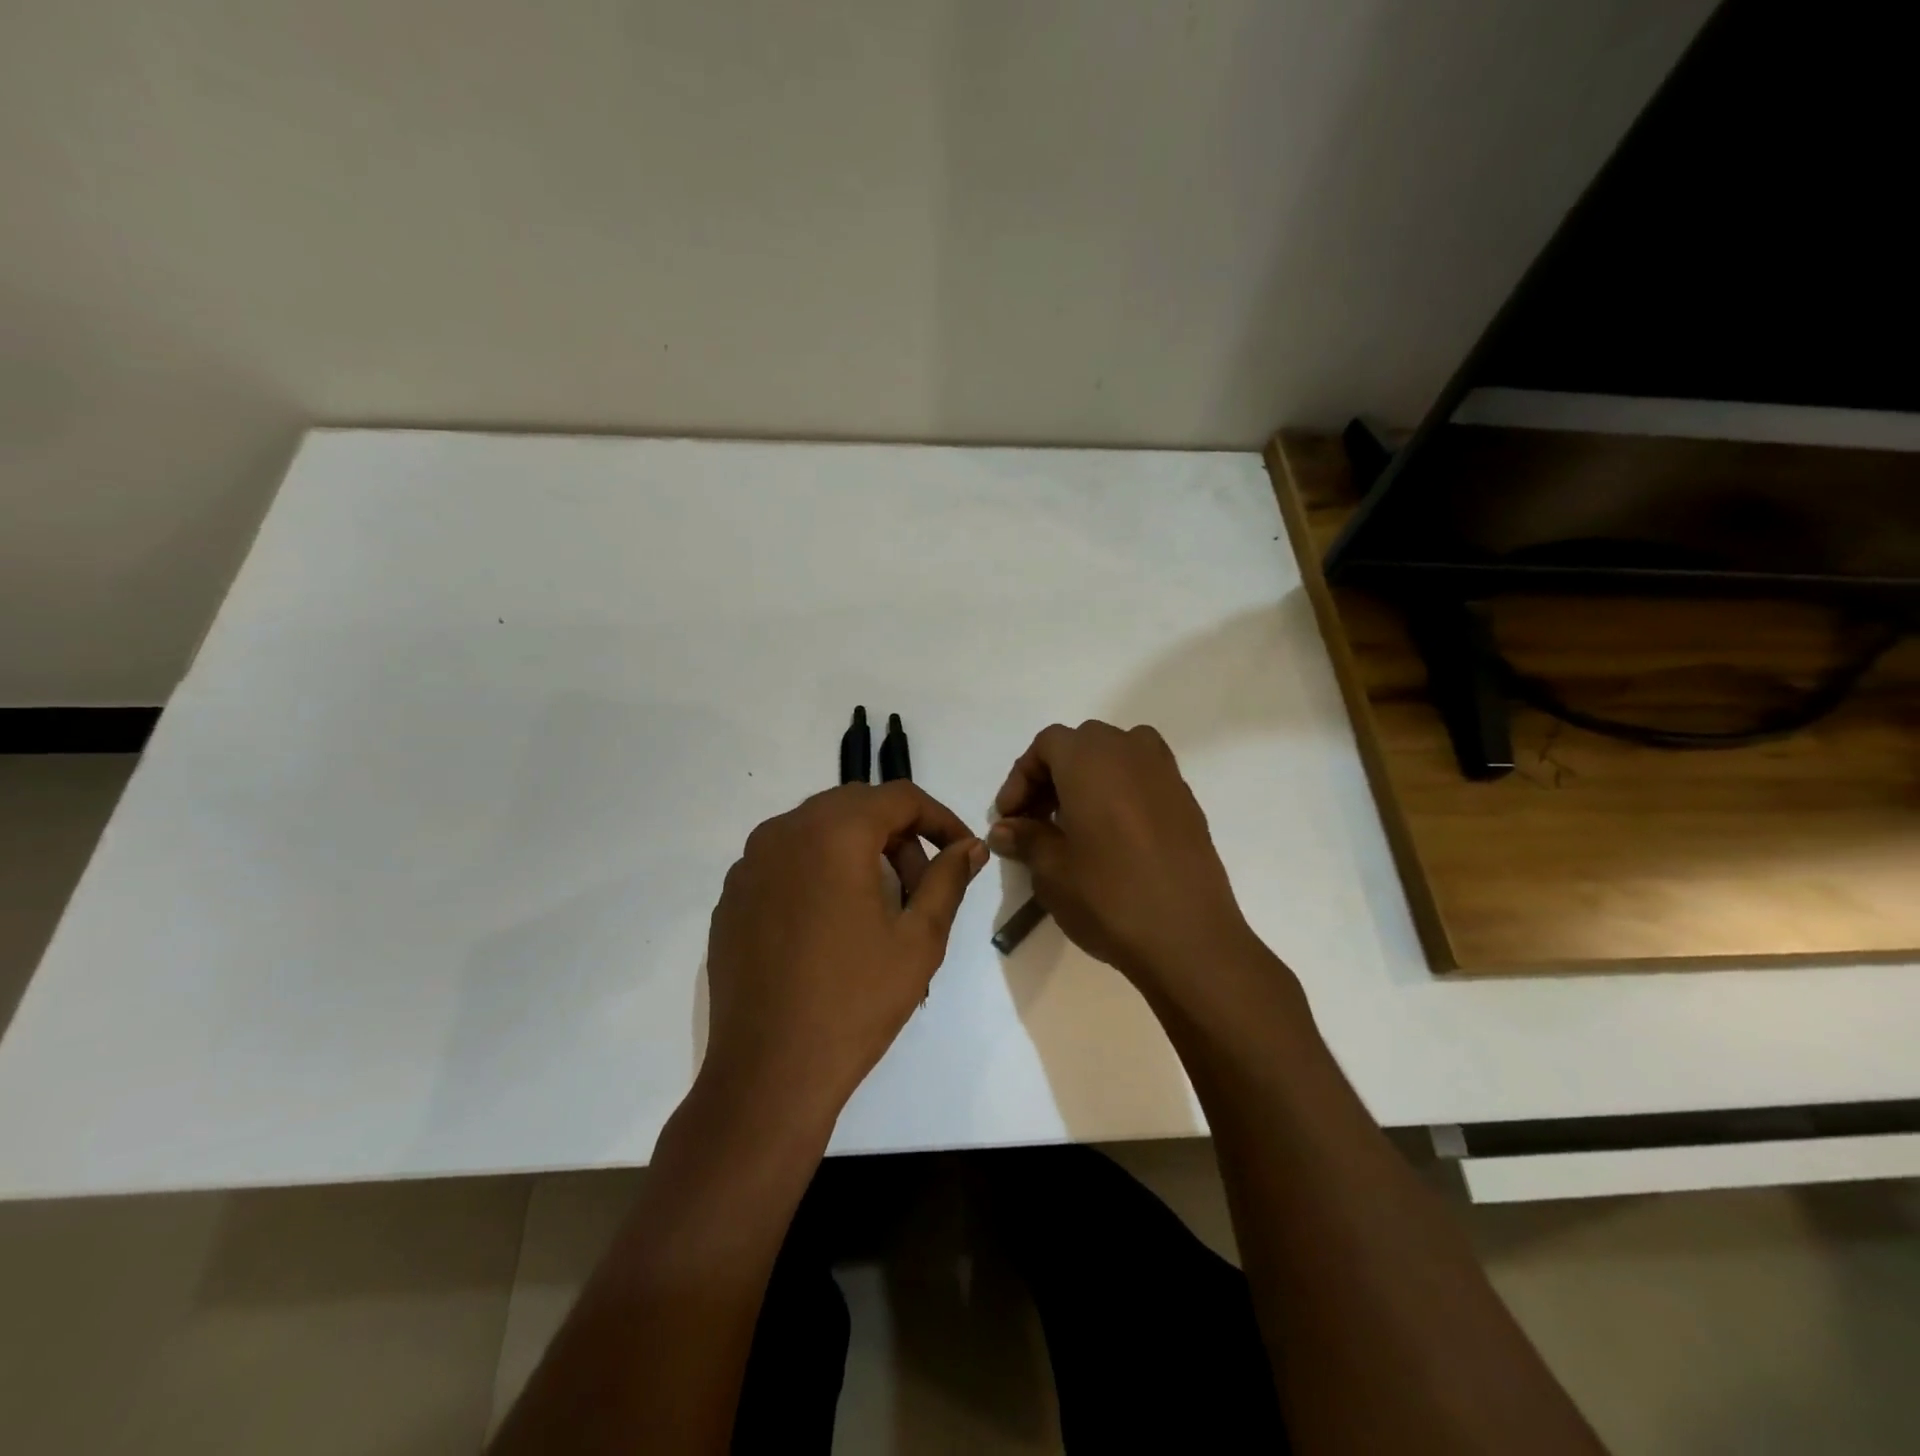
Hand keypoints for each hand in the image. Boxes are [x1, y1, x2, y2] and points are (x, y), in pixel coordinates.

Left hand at [701, 782, 987, 1125]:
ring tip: (879, 909)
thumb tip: (970, 847)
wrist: (769, 1071)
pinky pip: (786, 861)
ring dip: (858, 852)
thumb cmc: (855, 1001)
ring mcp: (749, 863)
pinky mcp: (732, 896)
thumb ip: (948, 879)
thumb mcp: (919, 939)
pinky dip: (819, 872)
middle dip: (899, 836)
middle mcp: (784, 831)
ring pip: (818, 831)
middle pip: (856, 807)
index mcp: (833, 832)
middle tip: (921, 887)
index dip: (939, 818)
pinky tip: (831, 925)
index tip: (961, 851)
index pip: (899, 796)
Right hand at [988, 721, 1260, 1005]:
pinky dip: (1121, 791)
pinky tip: (1113, 835)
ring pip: (1117, 754)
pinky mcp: (1187, 801)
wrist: (1189, 938)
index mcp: (1091, 760)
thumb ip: (1026, 838)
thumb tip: (1004, 830)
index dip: (1021, 776)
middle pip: (1082, 744)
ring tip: (1076, 821)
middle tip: (1037, 818)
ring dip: (1090, 777)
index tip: (1010, 817)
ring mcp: (1165, 774)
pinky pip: (1144, 777)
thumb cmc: (1109, 897)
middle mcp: (1130, 752)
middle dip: (1053, 774)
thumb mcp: (1052, 871)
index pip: (1047, 744)